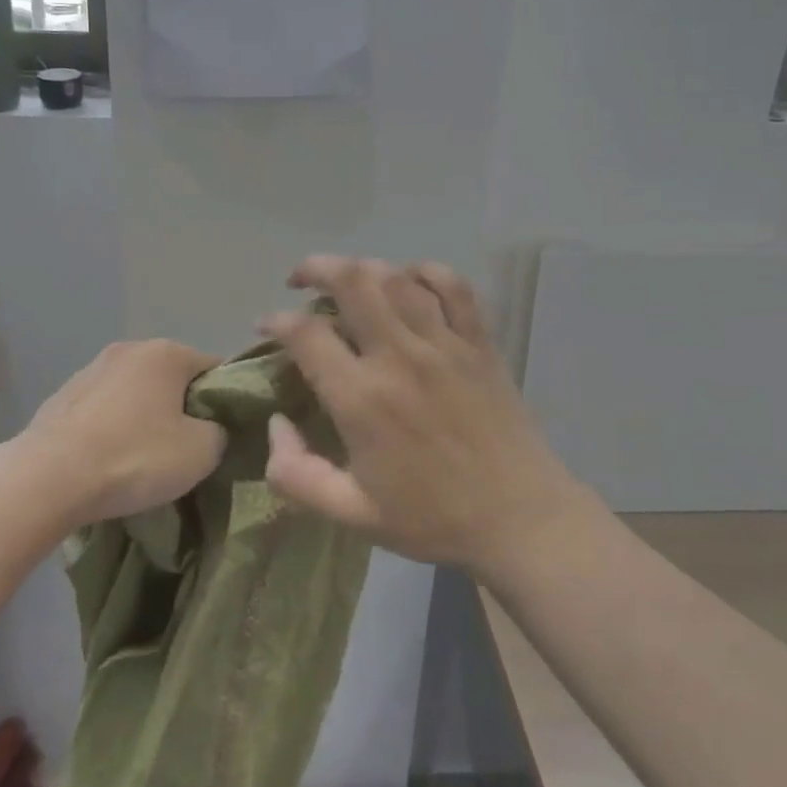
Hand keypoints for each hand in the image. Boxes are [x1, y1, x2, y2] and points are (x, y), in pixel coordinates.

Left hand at [25, 340, 225, 524]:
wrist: (48, 479)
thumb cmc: (135, 457)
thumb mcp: (202, 452)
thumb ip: (219, 432)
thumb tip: (211, 430)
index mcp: (166, 353)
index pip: (213, 368)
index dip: (224, 401)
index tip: (221, 434)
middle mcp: (129, 350)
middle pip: (172, 379)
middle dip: (181, 409)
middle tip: (184, 450)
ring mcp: (90, 371)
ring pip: (134, 394)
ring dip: (143, 419)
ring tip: (141, 461)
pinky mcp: (61, 398)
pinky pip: (102, 411)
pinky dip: (111, 429)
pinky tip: (107, 462)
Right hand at [259, 256, 577, 578]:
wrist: (519, 519)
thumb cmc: (432, 518)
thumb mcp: (351, 515)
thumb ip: (295, 475)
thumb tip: (275, 423)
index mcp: (362, 400)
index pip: (306, 334)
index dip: (276, 321)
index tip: (267, 326)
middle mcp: (399, 358)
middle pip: (352, 283)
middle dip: (316, 269)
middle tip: (300, 280)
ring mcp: (444, 344)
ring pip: (396, 278)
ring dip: (362, 267)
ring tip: (346, 278)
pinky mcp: (478, 342)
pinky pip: (453, 286)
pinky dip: (425, 272)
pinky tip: (409, 280)